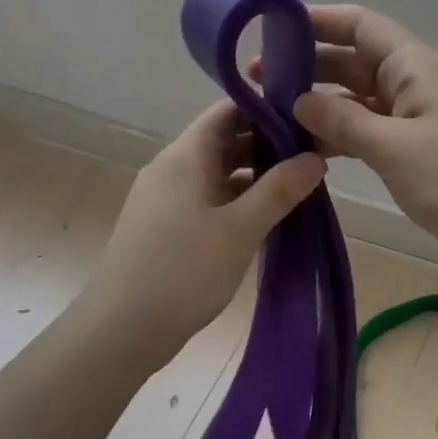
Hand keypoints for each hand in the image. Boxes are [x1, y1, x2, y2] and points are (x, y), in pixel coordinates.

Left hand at [80, 101, 324, 363]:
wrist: (122, 329)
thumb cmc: (184, 271)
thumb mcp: (240, 229)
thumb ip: (280, 190)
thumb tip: (315, 158)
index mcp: (185, 156)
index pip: (227, 111)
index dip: (267, 109)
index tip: (307, 120)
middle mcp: (171, 168)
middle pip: (223, 141)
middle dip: (267, 146)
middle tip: (313, 158)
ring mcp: (164, 198)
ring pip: (216, 173)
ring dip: (254, 177)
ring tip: (298, 189)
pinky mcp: (164, 226)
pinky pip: (206, 199)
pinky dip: (236, 201)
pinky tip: (264, 219)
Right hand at [287, 5, 437, 281]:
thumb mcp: (397, 147)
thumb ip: (344, 120)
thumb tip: (298, 99)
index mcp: (412, 67)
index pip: (359, 25)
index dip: (316, 21)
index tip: (268, 31)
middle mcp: (409, 85)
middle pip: (351, 61)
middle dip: (306, 67)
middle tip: (253, 84)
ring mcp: (411, 122)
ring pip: (354, 101)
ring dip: (316, 106)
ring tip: (266, 118)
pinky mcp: (411, 155)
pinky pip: (364, 135)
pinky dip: (336, 138)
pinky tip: (302, 149)